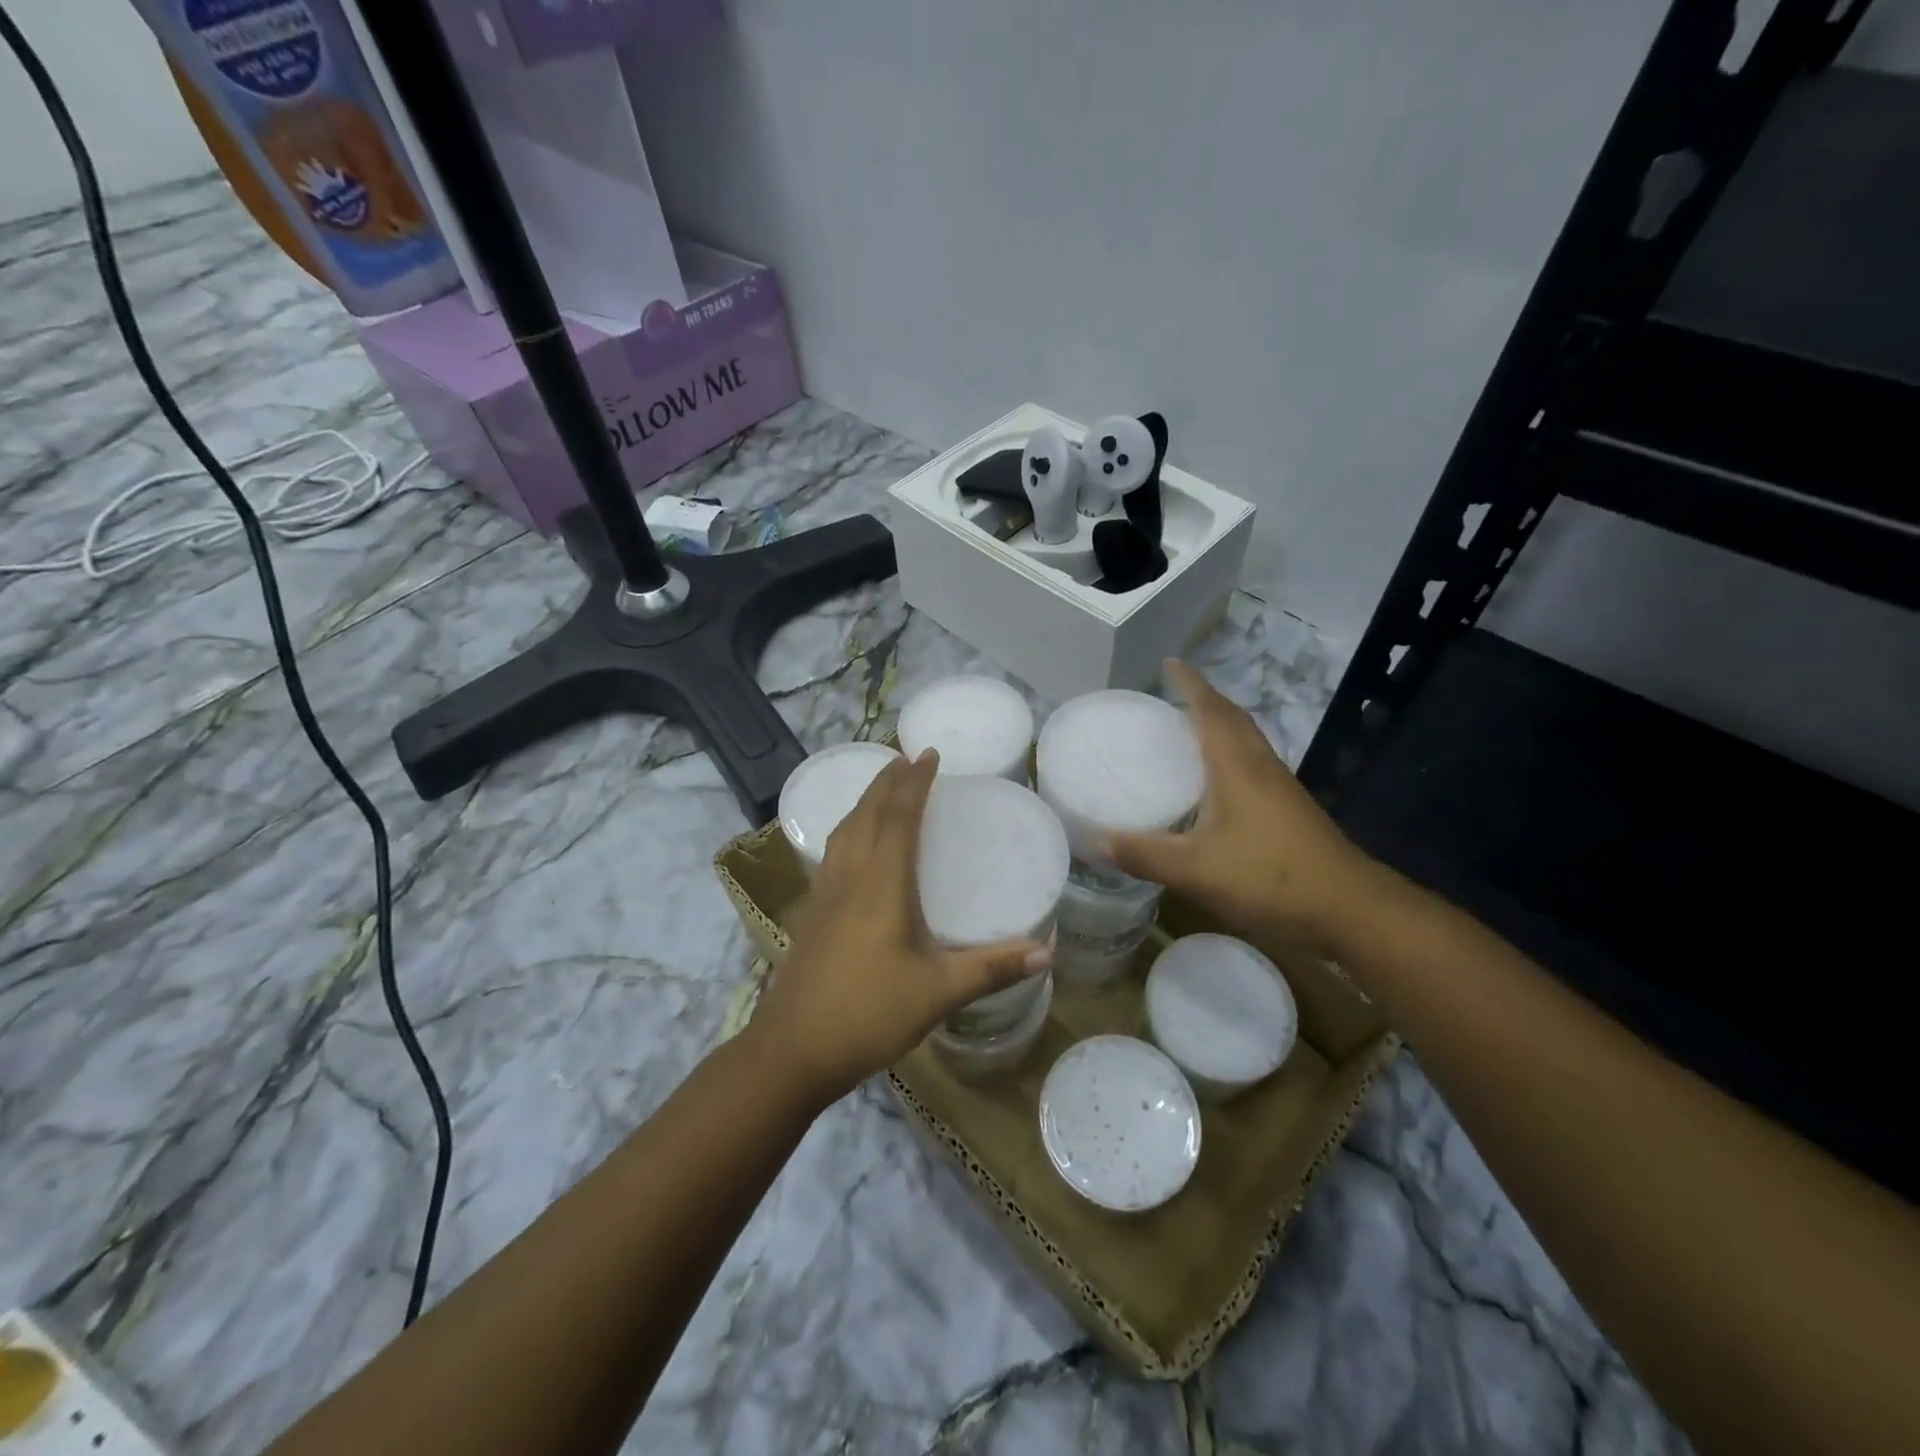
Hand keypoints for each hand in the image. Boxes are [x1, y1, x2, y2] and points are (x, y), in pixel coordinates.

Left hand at [751, 750, 1052, 1104]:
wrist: (792, 1049)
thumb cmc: (869, 1013)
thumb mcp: (939, 992)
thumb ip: (992, 968)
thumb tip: (1048, 951)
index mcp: (881, 883)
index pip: (898, 816)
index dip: (914, 782)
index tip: (928, 753)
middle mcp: (849, 876)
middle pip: (866, 812)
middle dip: (887, 780)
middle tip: (907, 758)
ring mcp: (824, 893)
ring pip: (844, 829)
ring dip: (865, 801)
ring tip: (883, 788)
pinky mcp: (812, 912)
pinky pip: (833, 851)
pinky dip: (850, 829)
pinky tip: (856, 845)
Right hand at [1106, 661, 1386, 954]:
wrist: (1350, 909)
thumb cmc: (1271, 878)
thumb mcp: (1196, 870)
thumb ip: (1144, 855)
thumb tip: (1093, 841)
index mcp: (1237, 766)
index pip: (1211, 710)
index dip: (1190, 684)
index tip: (1169, 663)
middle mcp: (1260, 767)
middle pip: (1233, 719)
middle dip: (1204, 699)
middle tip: (1172, 696)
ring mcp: (1280, 788)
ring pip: (1246, 741)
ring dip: (1220, 725)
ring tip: (1188, 729)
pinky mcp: (1289, 810)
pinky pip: (1253, 764)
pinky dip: (1230, 755)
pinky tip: (1216, 781)